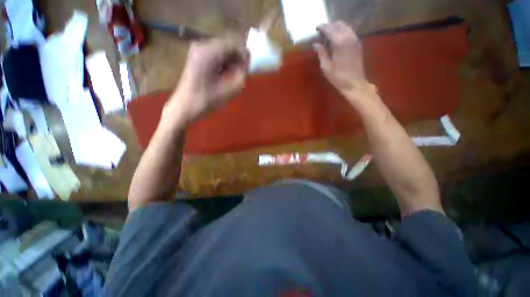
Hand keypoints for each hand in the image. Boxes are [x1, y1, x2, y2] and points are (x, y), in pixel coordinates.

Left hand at [165, 38, 248, 123]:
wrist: (185, 107)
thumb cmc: (206, 101)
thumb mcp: (229, 90)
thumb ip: (241, 76)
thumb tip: (245, 66)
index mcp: (208, 52)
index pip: (233, 45)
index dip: (244, 56)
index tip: (247, 70)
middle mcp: (202, 46)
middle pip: (227, 46)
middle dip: (237, 60)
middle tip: (241, 75)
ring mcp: (197, 50)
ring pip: (222, 51)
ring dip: (230, 63)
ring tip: (232, 78)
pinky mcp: (197, 57)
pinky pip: (216, 55)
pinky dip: (223, 64)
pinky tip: (223, 76)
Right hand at [313, 21, 373, 99]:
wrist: (354, 83)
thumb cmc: (338, 77)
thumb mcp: (326, 67)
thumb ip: (321, 53)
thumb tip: (315, 44)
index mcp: (339, 42)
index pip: (329, 29)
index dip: (322, 27)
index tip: (316, 28)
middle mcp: (348, 37)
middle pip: (338, 24)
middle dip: (329, 26)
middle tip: (321, 33)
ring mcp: (355, 39)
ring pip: (345, 26)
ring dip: (336, 28)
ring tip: (328, 36)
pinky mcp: (358, 43)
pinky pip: (349, 31)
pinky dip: (342, 31)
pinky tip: (337, 39)